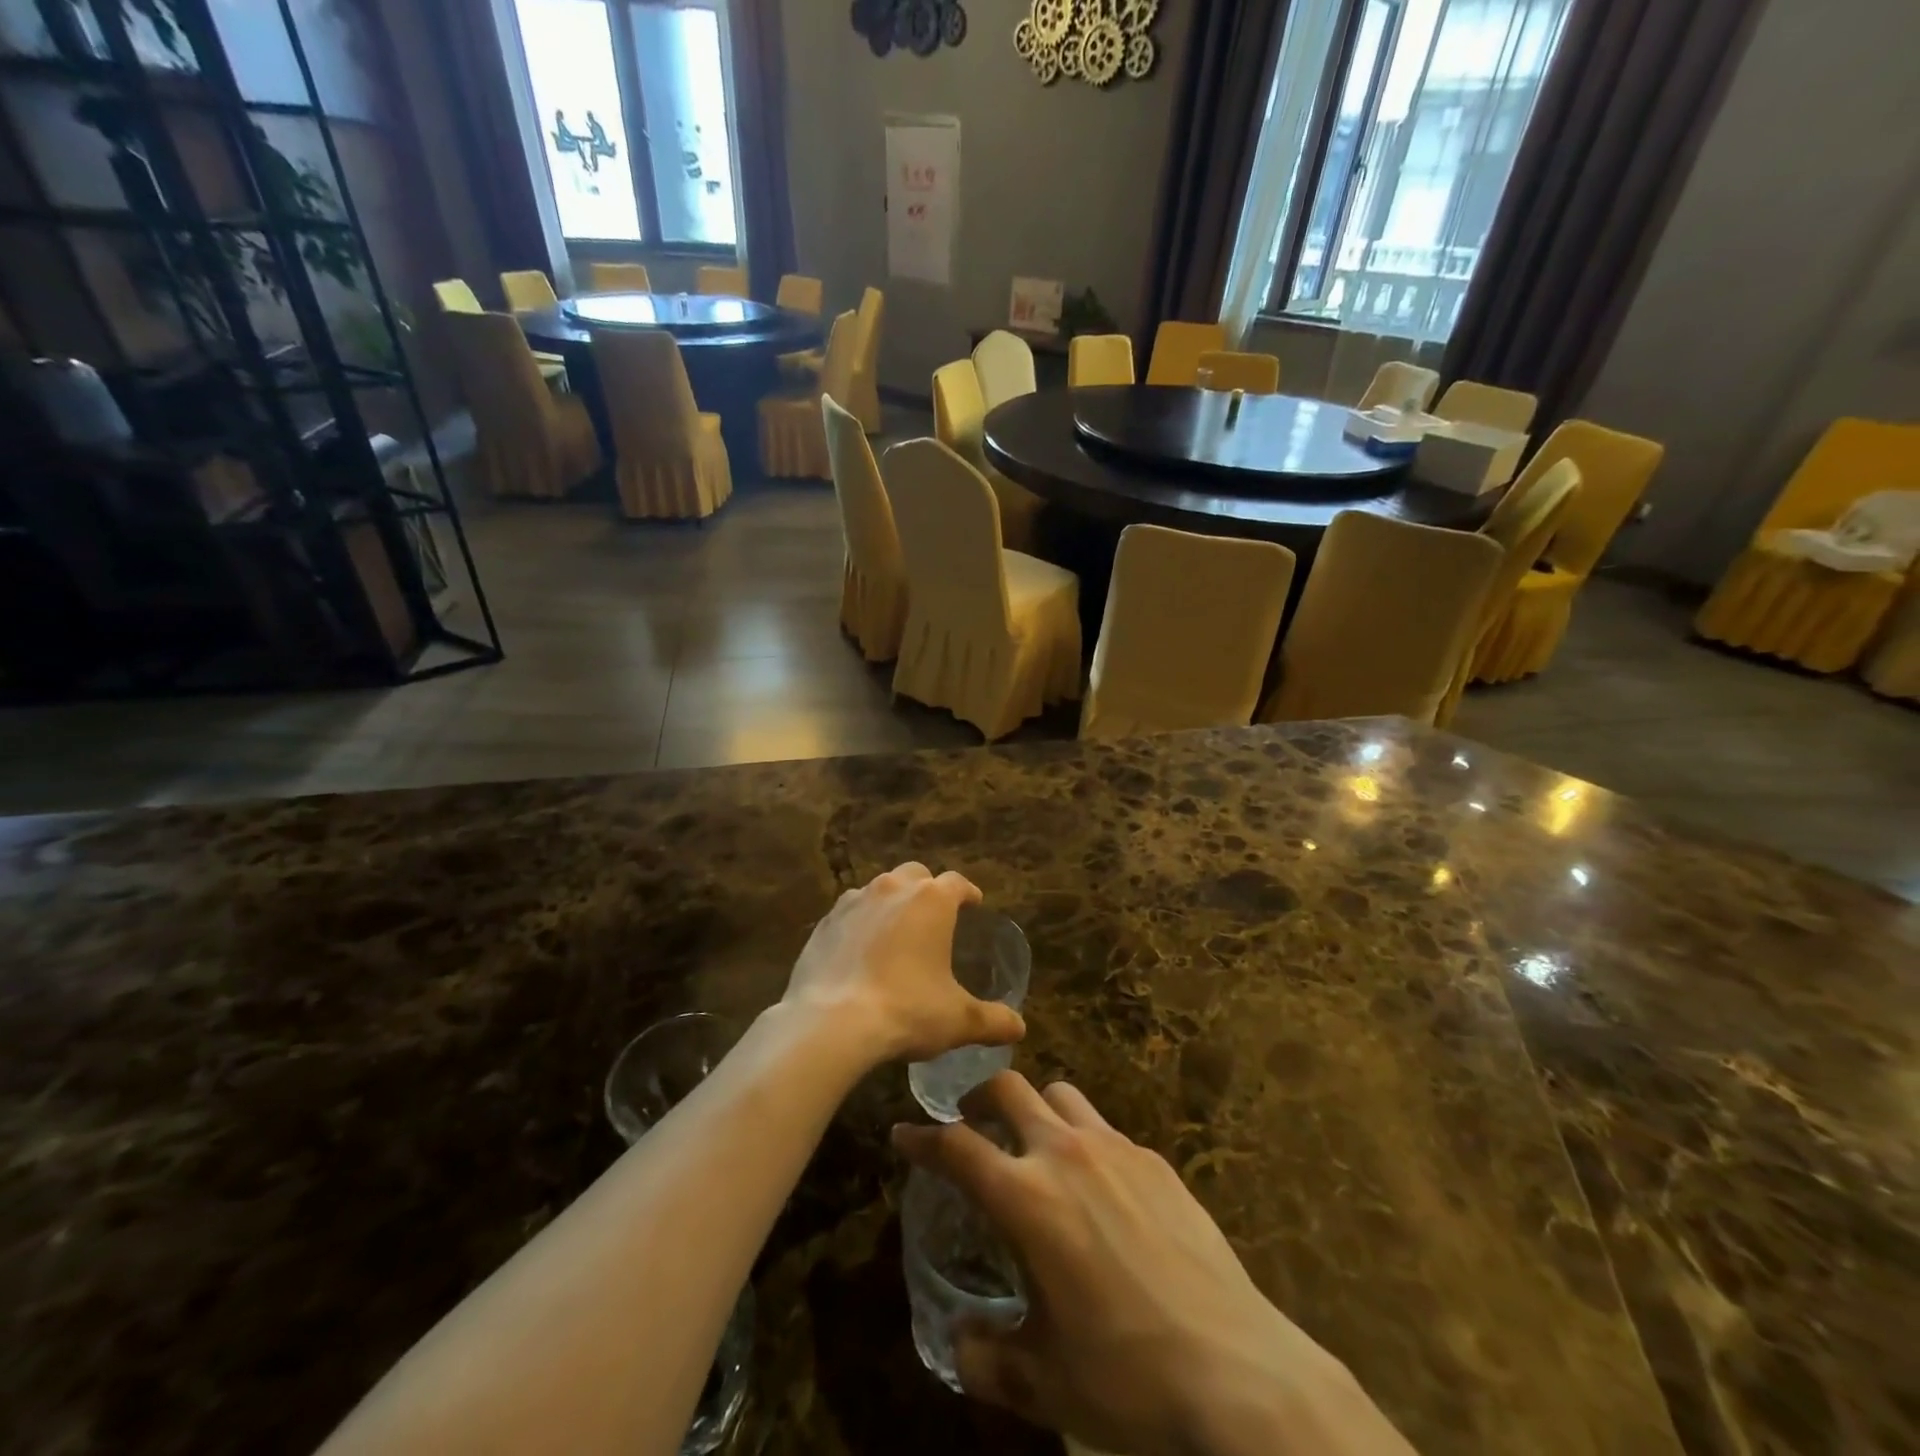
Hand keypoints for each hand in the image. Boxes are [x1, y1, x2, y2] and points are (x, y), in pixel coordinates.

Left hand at [783, 864, 1025, 1064]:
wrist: (832, 1023)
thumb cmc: (907, 1011)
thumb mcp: (958, 1020)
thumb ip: (992, 1020)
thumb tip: (1019, 1028)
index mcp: (931, 900)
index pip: (957, 883)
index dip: (968, 893)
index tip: (974, 904)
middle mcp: (892, 888)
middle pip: (916, 875)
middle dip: (927, 889)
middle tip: (934, 917)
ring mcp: (853, 902)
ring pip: (879, 889)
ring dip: (891, 903)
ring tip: (896, 933)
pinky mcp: (824, 923)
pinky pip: (849, 914)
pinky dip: (860, 924)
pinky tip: (860, 952)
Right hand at [893, 1074, 1416, 1455]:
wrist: (1237, 1370)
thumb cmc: (1128, 1377)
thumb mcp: (1044, 1382)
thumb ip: (988, 1358)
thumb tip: (960, 1344)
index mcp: (1027, 1199)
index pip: (957, 1147)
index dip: (923, 1138)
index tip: (904, 1134)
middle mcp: (1066, 1154)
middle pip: (1009, 1089)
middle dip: (979, 1098)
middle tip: (971, 1124)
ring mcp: (1116, 1149)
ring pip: (1060, 1095)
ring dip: (1035, 1109)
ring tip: (1033, 1145)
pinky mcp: (1156, 1160)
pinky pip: (1106, 1128)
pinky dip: (1085, 1140)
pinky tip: (1098, 1187)